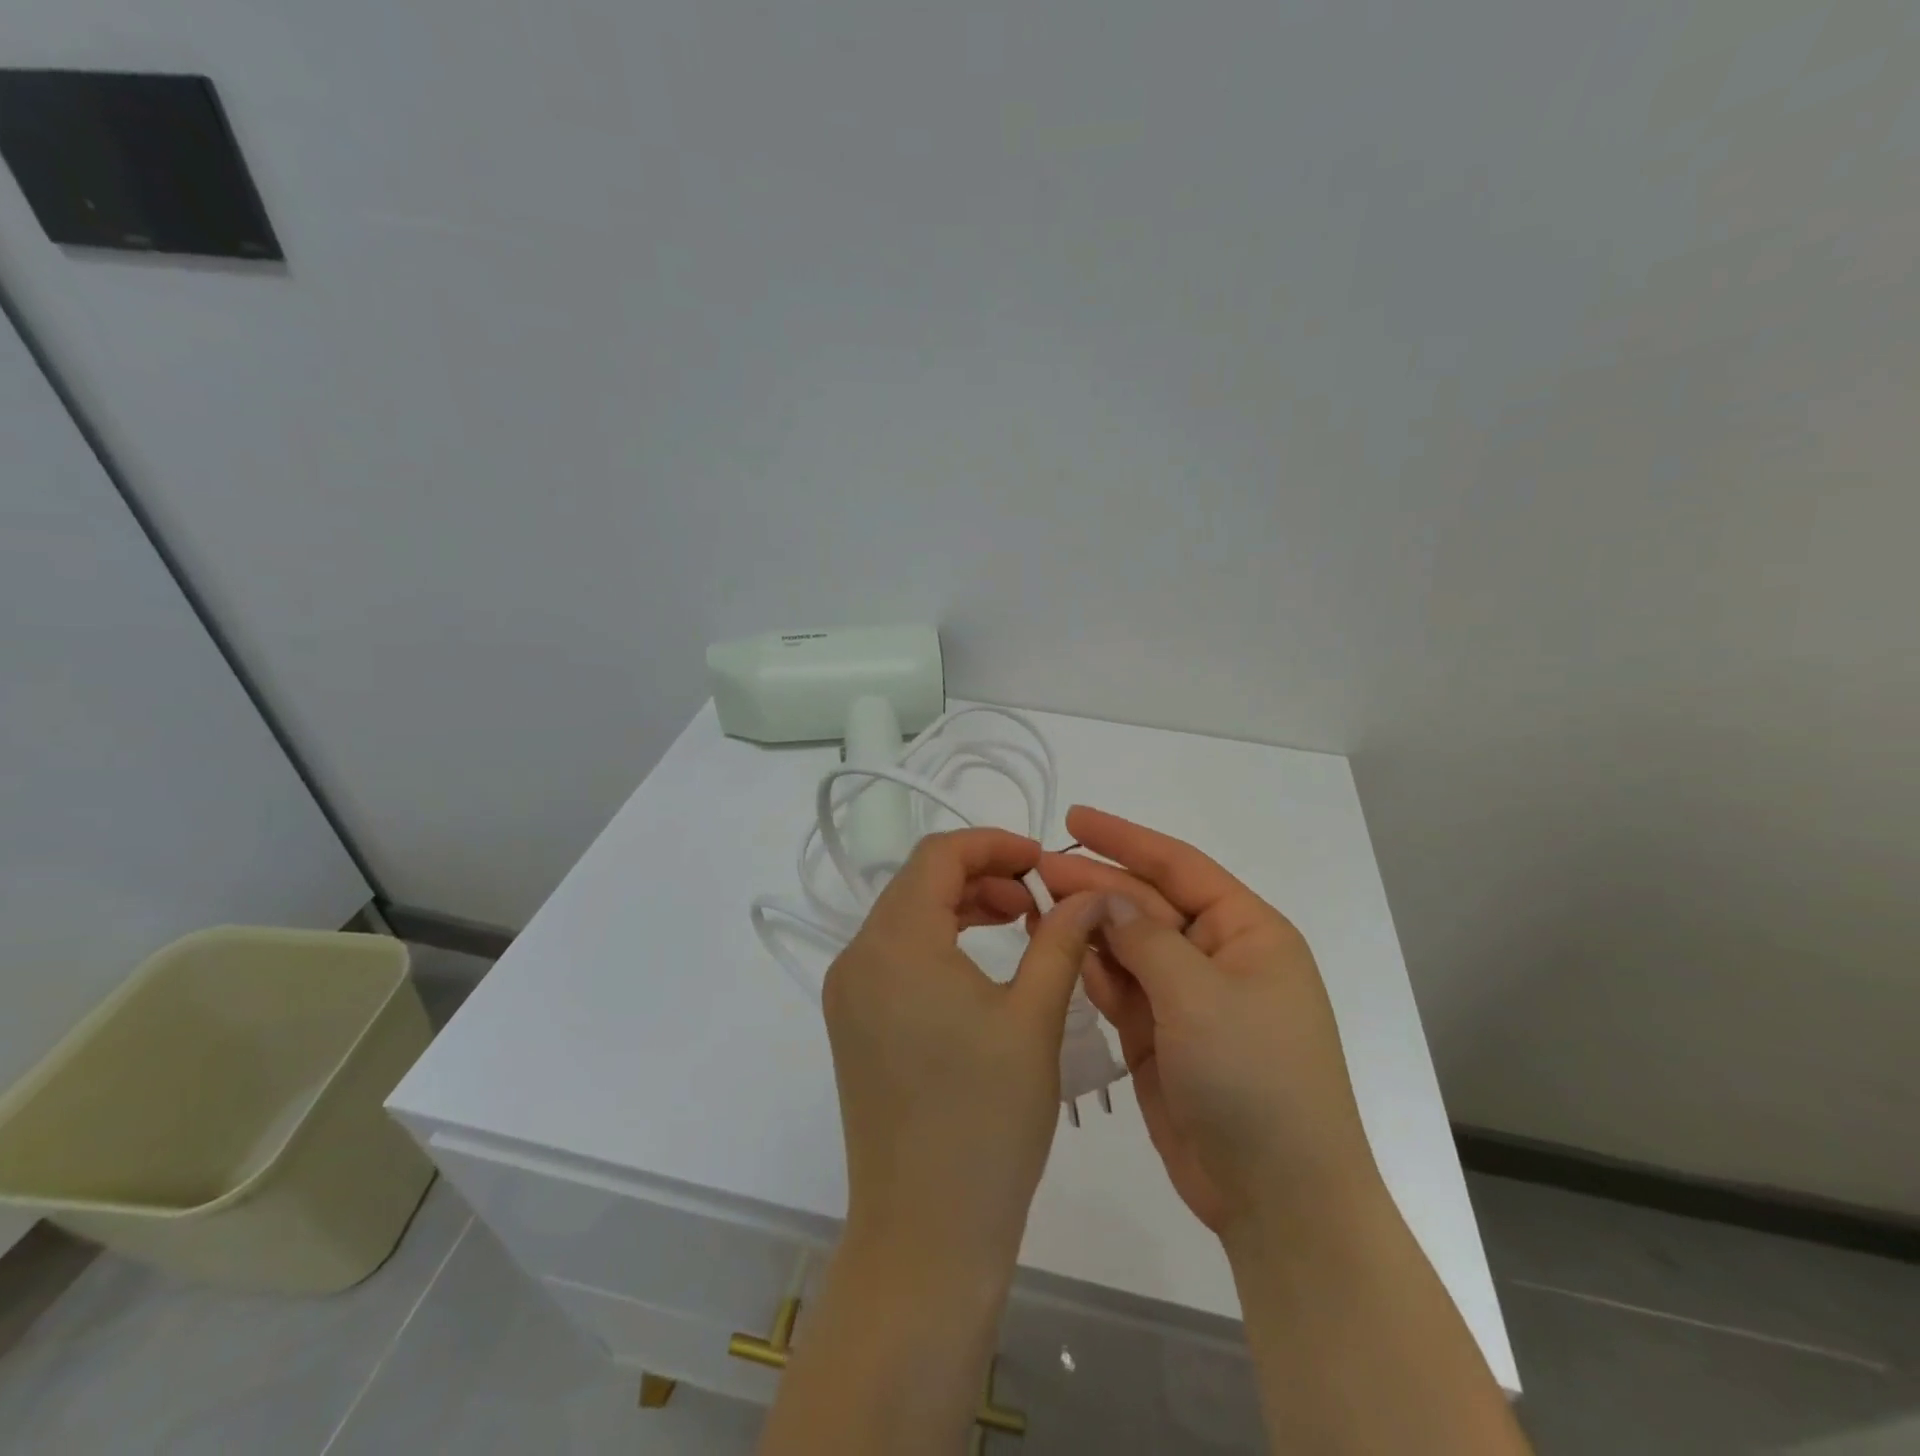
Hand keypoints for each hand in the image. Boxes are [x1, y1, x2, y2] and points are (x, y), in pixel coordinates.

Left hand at [823, 828, 1105, 1280]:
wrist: (925, 1234)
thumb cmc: (987, 1122)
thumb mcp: (1034, 1019)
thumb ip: (1061, 939)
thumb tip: (1092, 892)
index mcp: (895, 943)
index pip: (938, 855)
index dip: (993, 844)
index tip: (1042, 861)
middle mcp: (858, 956)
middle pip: (918, 881)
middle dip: (980, 874)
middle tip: (1037, 899)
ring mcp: (847, 992)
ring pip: (905, 915)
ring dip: (960, 906)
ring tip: (1018, 923)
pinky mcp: (851, 1022)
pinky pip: (894, 954)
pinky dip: (937, 940)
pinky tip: (979, 962)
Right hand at [1039, 807, 1376, 1239]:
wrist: (1276, 1200)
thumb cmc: (1253, 1078)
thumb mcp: (1199, 995)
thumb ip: (1143, 937)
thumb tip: (1101, 895)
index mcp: (1247, 932)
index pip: (1178, 866)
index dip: (1124, 839)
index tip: (1073, 819)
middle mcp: (1217, 956)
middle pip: (1146, 904)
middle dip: (1095, 884)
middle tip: (1035, 868)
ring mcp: (1187, 998)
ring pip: (1127, 945)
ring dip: (1086, 925)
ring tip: (1034, 903)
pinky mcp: (1160, 1036)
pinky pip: (1120, 987)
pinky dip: (1090, 969)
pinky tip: (1055, 950)